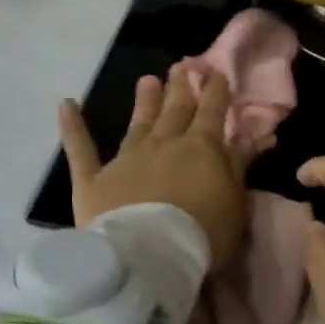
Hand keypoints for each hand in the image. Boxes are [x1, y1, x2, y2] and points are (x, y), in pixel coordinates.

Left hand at [59, 65, 251, 266]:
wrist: (150, 257)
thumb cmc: (203, 233)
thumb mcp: (236, 201)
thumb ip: (241, 164)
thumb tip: (257, 134)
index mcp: (201, 148)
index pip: (212, 111)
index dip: (215, 91)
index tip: (216, 72)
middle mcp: (163, 143)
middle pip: (175, 110)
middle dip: (181, 87)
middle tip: (182, 66)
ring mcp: (127, 159)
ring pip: (138, 123)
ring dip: (145, 101)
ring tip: (148, 80)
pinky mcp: (94, 179)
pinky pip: (80, 149)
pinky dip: (72, 127)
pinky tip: (66, 105)